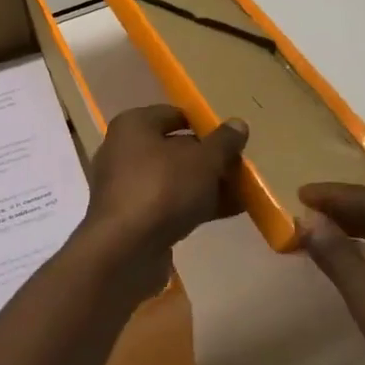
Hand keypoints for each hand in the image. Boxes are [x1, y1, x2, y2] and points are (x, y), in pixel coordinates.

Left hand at [75, 105, 247, 296]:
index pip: (174, 114)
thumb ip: (223, 142)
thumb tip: (238, 123)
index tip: (231, 138)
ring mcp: (125, 187)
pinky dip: (194, 205)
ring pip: (173, 179)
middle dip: (208, 159)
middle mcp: (123, 150)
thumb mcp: (204, 160)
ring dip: (205, 185)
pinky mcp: (130, 218)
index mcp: (134, 125)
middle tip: (239, 167)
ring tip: (242, 192)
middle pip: (174, 148)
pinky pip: (168, 204)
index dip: (204, 125)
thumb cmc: (163, 188)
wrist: (125, 250)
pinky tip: (227, 212)